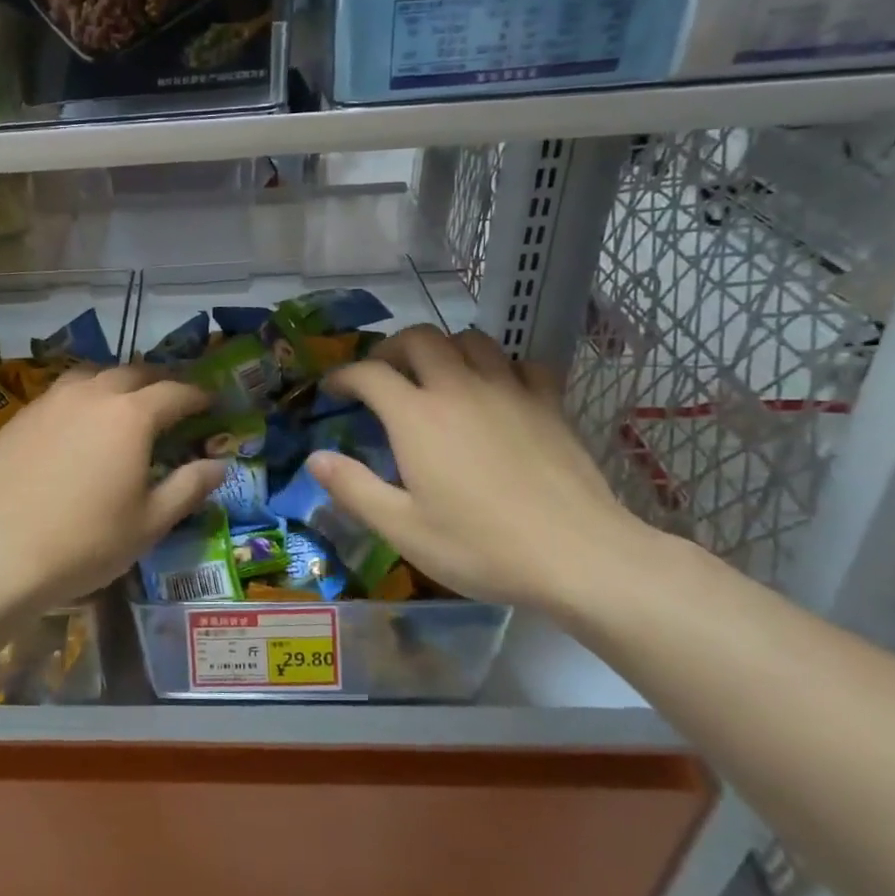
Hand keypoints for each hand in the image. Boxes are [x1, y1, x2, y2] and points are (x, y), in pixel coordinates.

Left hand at [0, 366, 226, 611]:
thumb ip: (188, 487)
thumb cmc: (86, 543)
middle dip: (159, 381)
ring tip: (123, 402)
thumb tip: (219, 464)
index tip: (211, 402)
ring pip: (91, 374)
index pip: (175, 392)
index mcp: (131, 416)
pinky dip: (80, 398)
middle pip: (133, 372)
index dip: (198, 395)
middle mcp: (91, 395)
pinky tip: (76, 424)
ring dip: (115, 382)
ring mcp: (50, 402)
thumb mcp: (150, 523)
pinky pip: (59, 394)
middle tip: (172, 398)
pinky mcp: (19, 417)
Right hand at [306, 326, 652, 614]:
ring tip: (435, 377)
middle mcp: (459, 388)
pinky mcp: (549, 403)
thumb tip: (315, 458)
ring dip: (444, 349)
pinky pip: (521, 363)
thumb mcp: (402, 529)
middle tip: (381, 376)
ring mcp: (509, 391)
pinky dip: (500, 367)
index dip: (343, 375)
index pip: (369, 373)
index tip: (332, 390)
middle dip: (391, 349)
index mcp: (417, 417)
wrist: (579, 556)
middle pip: (420, 339)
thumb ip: (353, 488)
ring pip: (471, 340)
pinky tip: (497, 392)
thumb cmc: (480, 547)